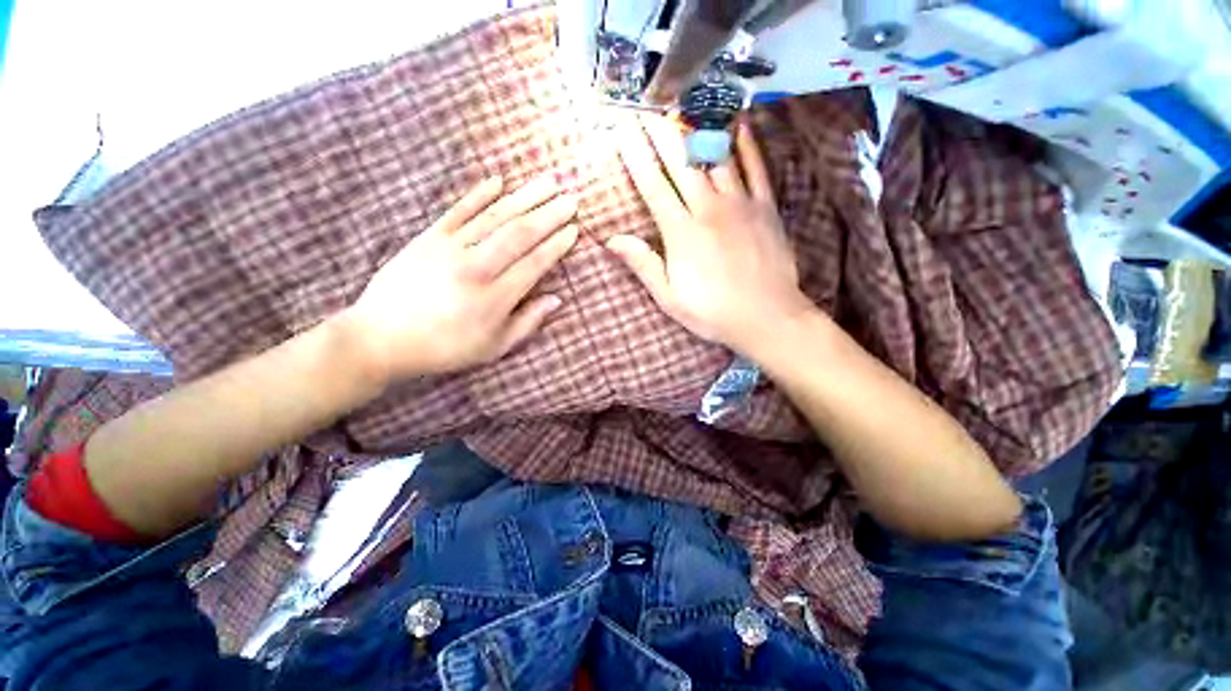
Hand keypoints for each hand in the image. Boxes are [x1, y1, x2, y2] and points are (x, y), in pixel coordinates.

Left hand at [343, 174, 578, 382]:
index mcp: (495, 297)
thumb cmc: (445, 347)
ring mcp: (450, 248)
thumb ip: (527, 323)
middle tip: (571, 199)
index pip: (535, 263)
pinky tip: (498, 181)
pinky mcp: (428, 237)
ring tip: (547, 182)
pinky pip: (458, 211)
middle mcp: (476, 267)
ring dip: (524, 198)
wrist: (382, 338)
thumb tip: (557, 300)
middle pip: (519, 234)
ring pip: (494, 217)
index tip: (574, 229)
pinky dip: (478, 194)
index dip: (556, 245)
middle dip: (549, 215)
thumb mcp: (493, 347)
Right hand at [608, 114, 813, 354]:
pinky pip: (756, 167)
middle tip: (646, 104)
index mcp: (681, 234)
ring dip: (697, 128)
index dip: (635, 155)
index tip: (622, 129)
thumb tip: (612, 240)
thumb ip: (643, 265)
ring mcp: (740, 205)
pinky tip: (737, 122)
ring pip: (716, 157)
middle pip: (681, 162)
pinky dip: (746, 143)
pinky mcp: (766, 207)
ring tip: (683, 103)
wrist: (767, 318)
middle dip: (660, 131)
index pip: (652, 186)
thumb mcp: (670, 297)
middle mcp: (708, 210)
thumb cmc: (713, 312)